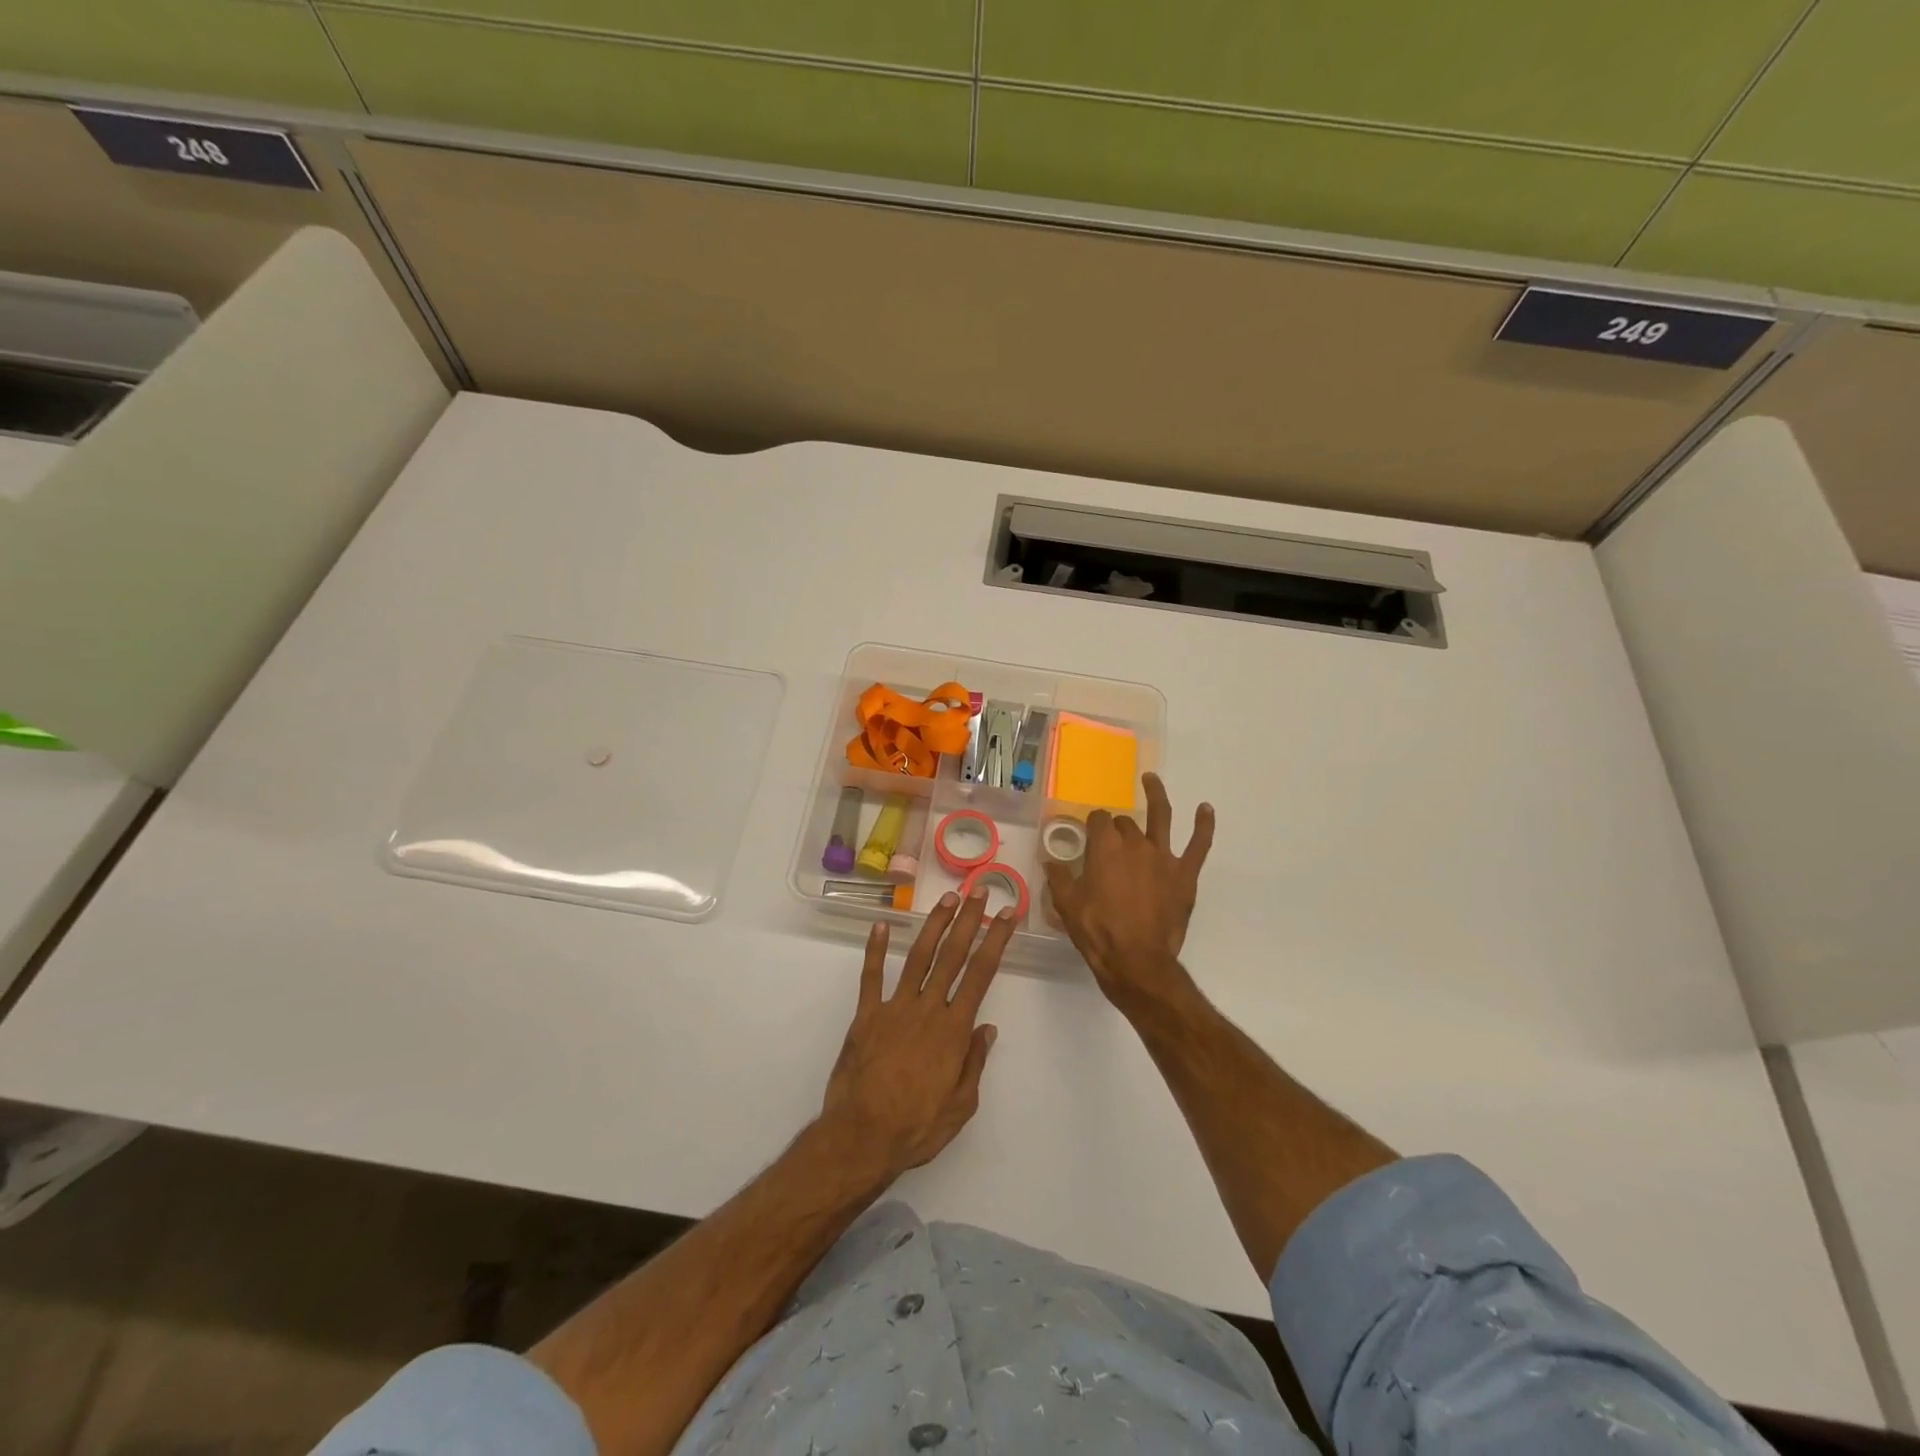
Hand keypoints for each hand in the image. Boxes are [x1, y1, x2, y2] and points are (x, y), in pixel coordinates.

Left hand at [821, 891, 1012, 1180]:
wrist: (861, 1138)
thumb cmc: (916, 1127)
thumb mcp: (960, 1106)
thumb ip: (974, 1063)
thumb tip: (987, 1027)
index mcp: (953, 1030)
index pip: (981, 975)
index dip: (996, 941)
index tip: (1007, 916)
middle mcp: (927, 1010)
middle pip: (952, 956)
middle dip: (969, 921)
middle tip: (979, 892)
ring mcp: (894, 1009)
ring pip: (918, 957)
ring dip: (934, 925)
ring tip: (948, 899)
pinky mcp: (866, 1016)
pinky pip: (871, 977)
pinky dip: (875, 950)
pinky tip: (881, 925)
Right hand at [1044, 772, 1213, 1010]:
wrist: (1136, 961)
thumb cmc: (1097, 931)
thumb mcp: (1067, 905)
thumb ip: (1060, 878)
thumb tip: (1050, 861)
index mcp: (1105, 847)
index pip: (1098, 821)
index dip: (1093, 825)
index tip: (1088, 834)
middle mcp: (1135, 843)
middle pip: (1125, 823)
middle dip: (1117, 827)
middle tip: (1111, 842)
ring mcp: (1163, 857)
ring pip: (1161, 817)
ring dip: (1156, 795)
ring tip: (1151, 779)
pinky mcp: (1184, 875)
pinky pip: (1198, 845)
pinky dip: (1204, 825)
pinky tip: (1205, 809)